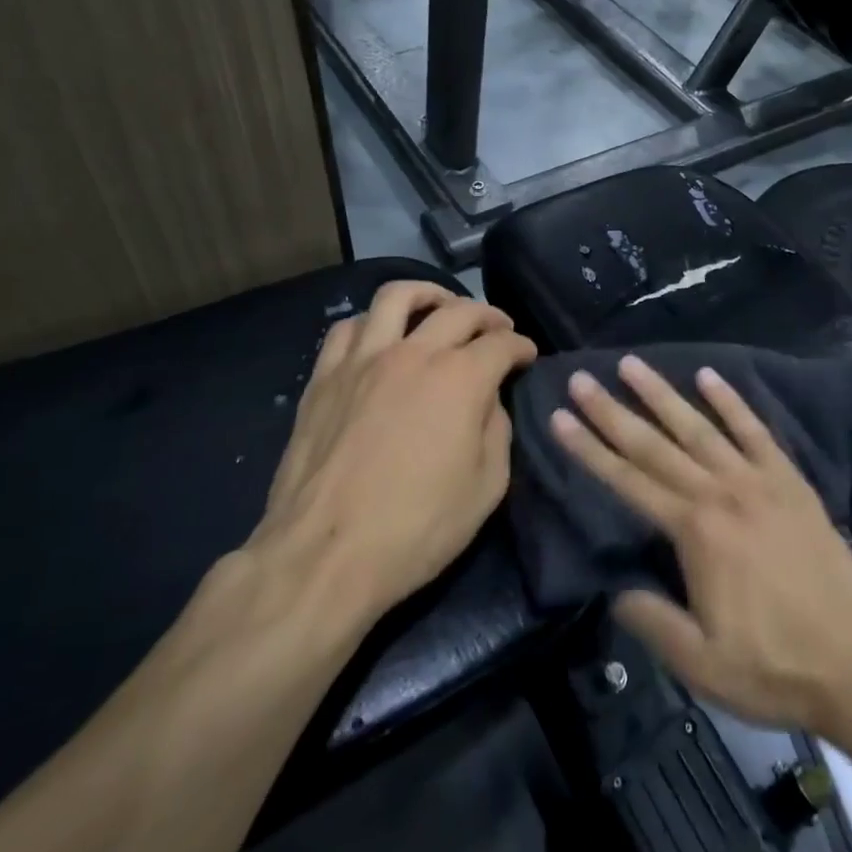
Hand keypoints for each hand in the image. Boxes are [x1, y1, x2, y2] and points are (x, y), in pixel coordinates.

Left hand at [246, 281, 536, 626]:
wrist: (324, 557)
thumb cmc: (416, 529)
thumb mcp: (487, 488)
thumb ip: (497, 431)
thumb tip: (489, 401)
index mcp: (460, 379)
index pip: (502, 344)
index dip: (521, 347)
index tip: (527, 357)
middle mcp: (414, 353)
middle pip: (458, 310)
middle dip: (488, 315)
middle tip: (497, 330)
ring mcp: (363, 360)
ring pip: (397, 296)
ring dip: (428, 295)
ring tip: (439, 307)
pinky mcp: (324, 377)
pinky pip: (348, 327)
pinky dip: (373, 321)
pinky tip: (381, 336)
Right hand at [549, 357, 851, 734]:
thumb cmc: (773, 667)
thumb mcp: (700, 663)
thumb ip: (651, 620)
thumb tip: (616, 588)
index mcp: (694, 532)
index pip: (628, 481)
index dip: (589, 449)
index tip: (561, 417)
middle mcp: (720, 493)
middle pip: (655, 444)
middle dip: (613, 411)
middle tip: (582, 379)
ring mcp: (758, 480)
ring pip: (699, 427)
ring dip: (662, 394)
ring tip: (632, 364)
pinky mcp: (789, 480)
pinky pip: (755, 430)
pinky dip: (731, 401)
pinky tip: (709, 376)